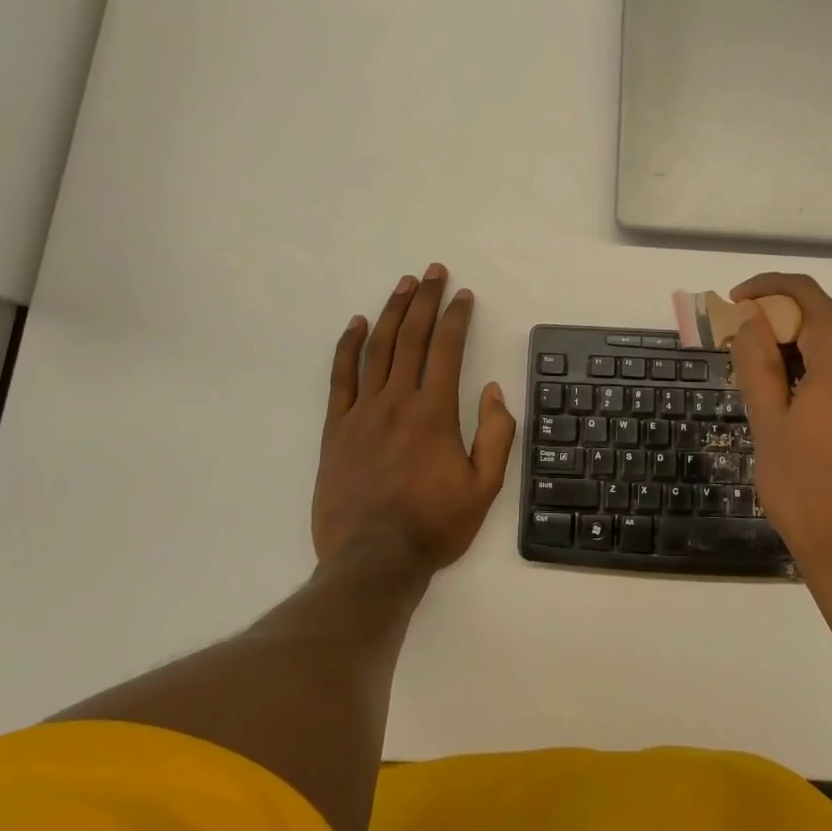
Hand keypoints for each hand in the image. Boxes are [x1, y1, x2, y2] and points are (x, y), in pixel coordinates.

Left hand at [313, 265, 515, 572]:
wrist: (373, 559)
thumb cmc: (434, 524)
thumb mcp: (484, 487)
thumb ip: (495, 434)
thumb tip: (492, 390)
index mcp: (435, 412)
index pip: (447, 349)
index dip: (456, 317)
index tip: (463, 294)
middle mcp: (398, 401)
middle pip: (411, 337)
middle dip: (424, 300)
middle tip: (432, 271)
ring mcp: (363, 412)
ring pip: (377, 349)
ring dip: (391, 312)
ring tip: (403, 284)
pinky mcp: (336, 428)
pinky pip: (340, 377)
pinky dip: (347, 346)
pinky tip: (355, 324)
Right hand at [729, 273, 831, 632]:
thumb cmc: (809, 490)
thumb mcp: (768, 421)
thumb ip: (756, 359)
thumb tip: (751, 318)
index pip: (802, 293)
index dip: (762, 289)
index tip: (731, 304)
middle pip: (820, 317)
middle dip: (775, 324)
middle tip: (735, 352)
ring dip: (795, 349)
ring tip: (759, 383)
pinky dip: (819, 369)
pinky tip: (793, 401)